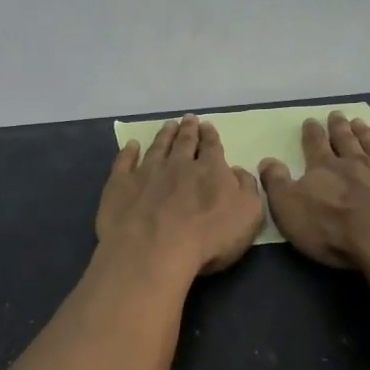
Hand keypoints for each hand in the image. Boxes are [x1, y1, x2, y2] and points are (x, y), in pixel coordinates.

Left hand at [96, 116, 264, 280]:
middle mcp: (178, 164)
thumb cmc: (208, 238)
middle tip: (188, 119)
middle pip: (184, 142)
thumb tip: (238, 171)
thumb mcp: (248, 215)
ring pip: (157, 147)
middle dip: (188, 129)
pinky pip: (124, 162)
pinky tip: (131, 145)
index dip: (210, 135)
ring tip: (168, 125)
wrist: (154, 250)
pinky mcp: (121, 185)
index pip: (212, 146)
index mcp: (210, 170)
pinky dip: (128, 152)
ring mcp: (147, 172)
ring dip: (163, 135)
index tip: (207, 126)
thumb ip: (247, 188)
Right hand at [258, 111, 369, 269]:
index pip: (315, 145)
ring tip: (361, 123)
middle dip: (339, 128)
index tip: (310, 121)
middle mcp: (356, 163)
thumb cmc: (332, 228)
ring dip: (367, 135)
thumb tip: (267, 161)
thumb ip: (277, 183)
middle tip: (337, 115)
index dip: (312, 133)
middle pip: (346, 141)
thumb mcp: (289, 208)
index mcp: (324, 168)